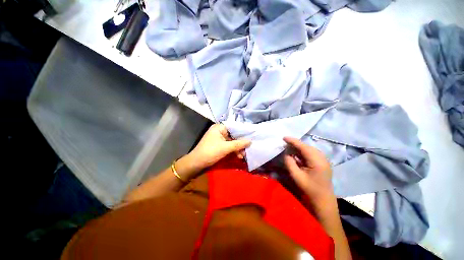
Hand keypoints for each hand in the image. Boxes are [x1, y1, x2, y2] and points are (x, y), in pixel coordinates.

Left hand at [177, 124, 250, 178]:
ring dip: (237, 148)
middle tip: (248, 148)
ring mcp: (219, 138)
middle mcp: (219, 131)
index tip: (251, 135)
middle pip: (233, 134)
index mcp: (219, 128)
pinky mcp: (219, 145)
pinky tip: (238, 156)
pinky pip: (228, 146)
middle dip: (240, 142)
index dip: (243, 131)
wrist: (196, 163)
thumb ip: (238, 144)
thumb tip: (250, 141)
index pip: (234, 126)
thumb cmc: (210, 152)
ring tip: (243, 155)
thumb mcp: (226, 148)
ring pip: (232, 141)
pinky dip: (233, 150)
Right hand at [283, 137, 337, 218]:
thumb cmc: (309, 190)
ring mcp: (323, 160)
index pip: (303, 147)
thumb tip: (286, 153)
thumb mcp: (296, 176)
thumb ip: (290, 163)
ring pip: (309, 149)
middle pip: (307, 147)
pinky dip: (303, 152)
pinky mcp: (322, 163)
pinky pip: (311, 154)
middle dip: (295, 144)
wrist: (323, 201)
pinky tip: (297, 154)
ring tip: (289, 147)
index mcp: (317, 161)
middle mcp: (322, 158)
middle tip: (285, 143)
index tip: (283, 137)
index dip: (293, 141)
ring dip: (299, 148)